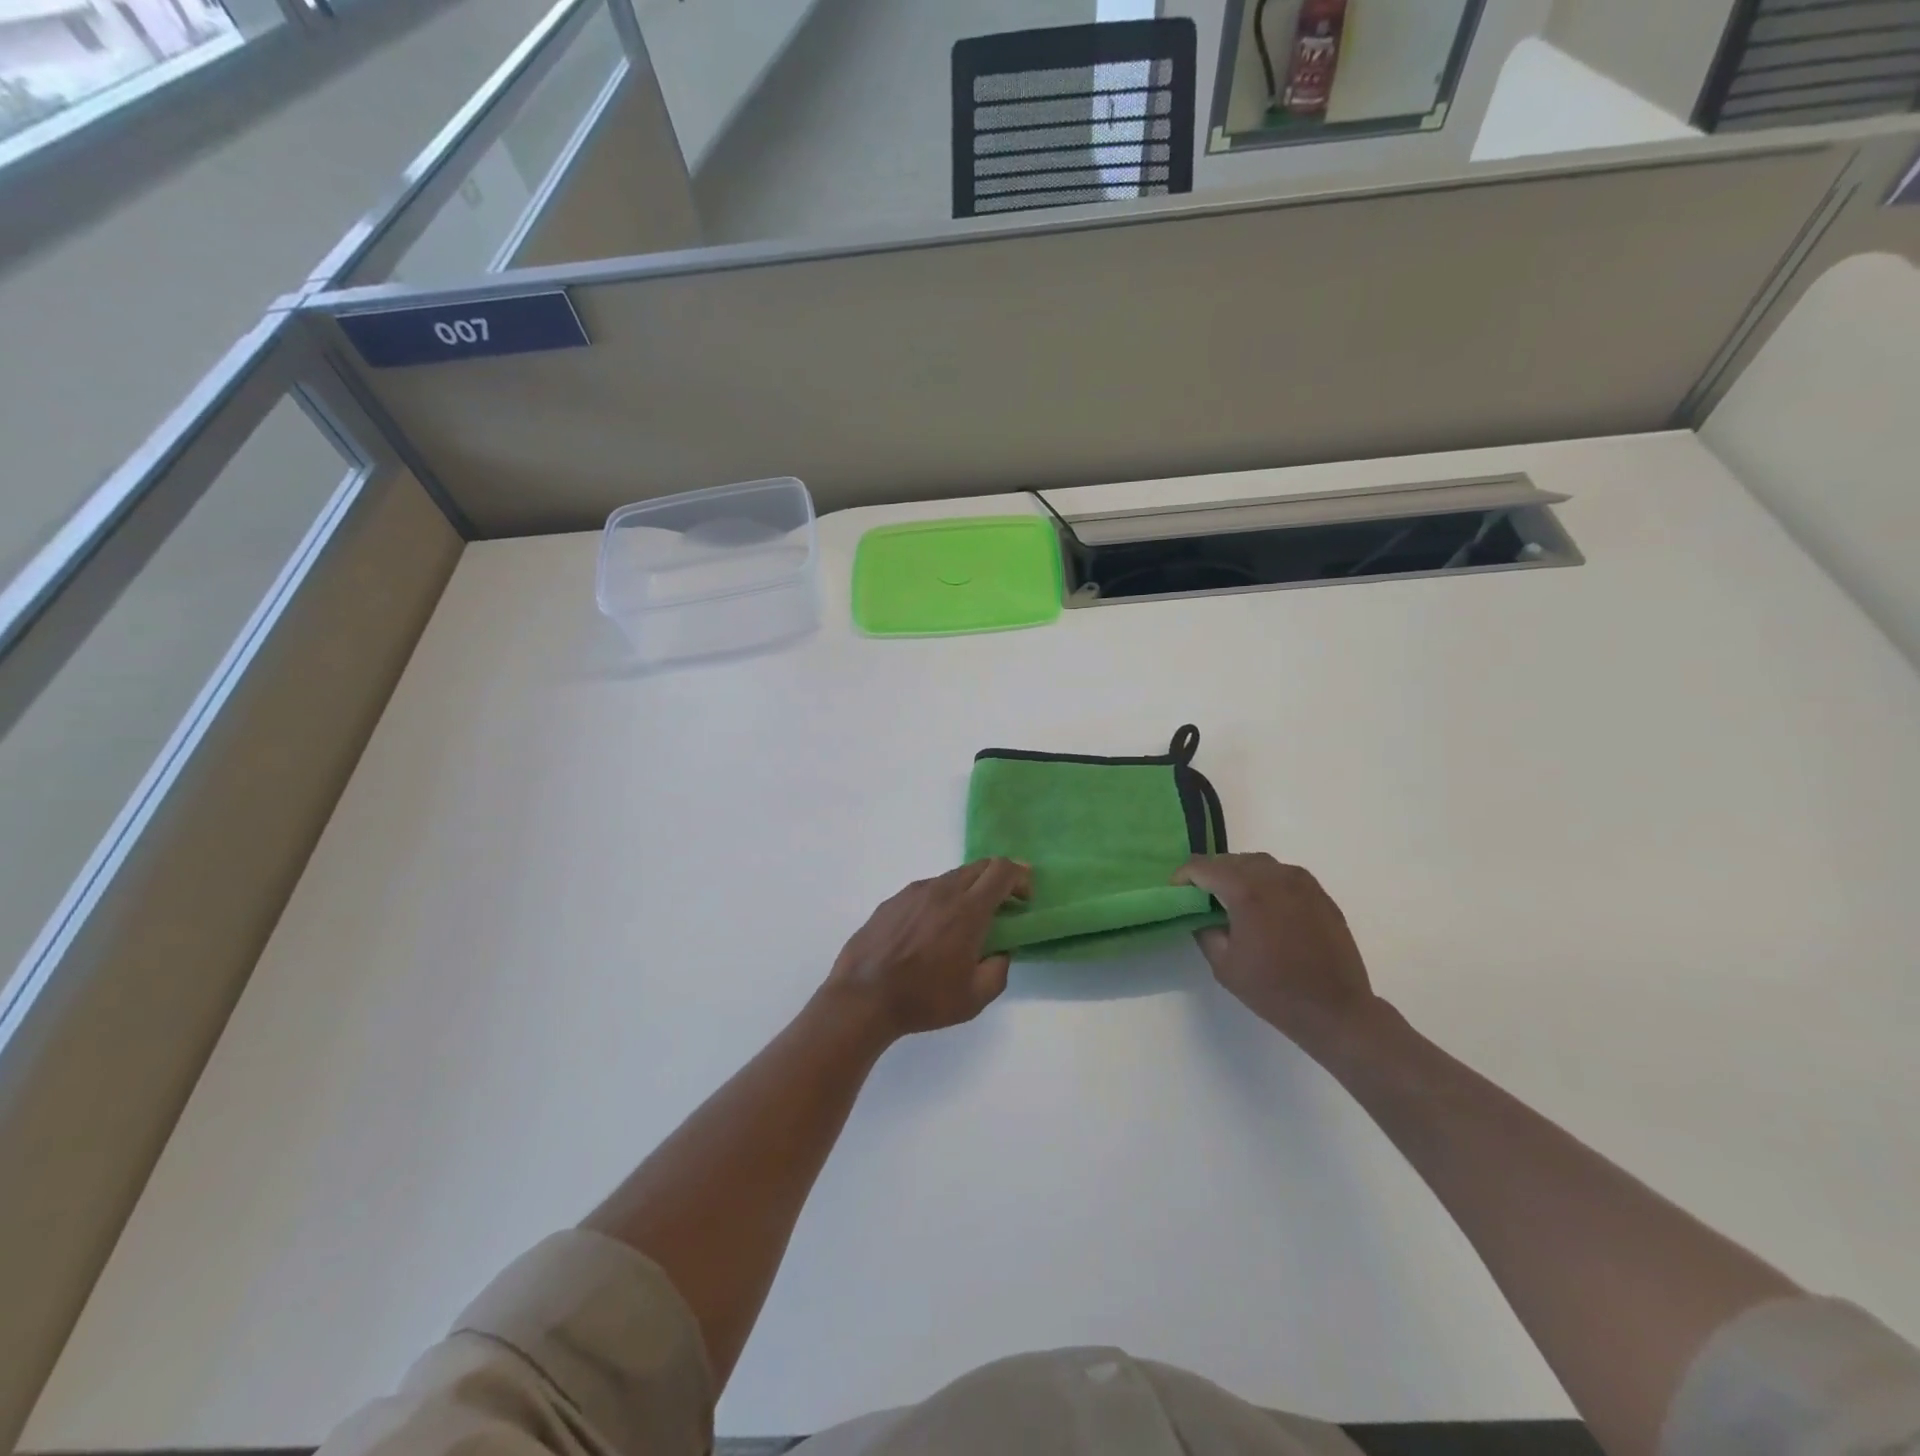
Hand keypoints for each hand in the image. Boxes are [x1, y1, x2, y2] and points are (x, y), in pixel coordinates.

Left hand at [825, 859, 1030, 1040]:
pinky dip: (940, 900)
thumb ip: (998, 970)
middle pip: (979, 866)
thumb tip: (1000, 952)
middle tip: (1003, 906)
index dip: (1020, 877)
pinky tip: (930, 930)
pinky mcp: (892, 900)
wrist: (862, 998)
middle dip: (998, 879)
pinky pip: (926, 890)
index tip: (1024, 898)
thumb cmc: (923, 999)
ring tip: (964, 923)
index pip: (1002, 870)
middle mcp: (942, 891)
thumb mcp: (974, 998)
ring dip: (968, 890)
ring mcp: (913, 892)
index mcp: (967, 910)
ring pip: (951, 877)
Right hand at [1174, 853, 1378, 1051]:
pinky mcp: (1320, 894)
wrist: (1336, 1010)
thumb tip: (1203, 915)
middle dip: (1211, 874)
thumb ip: (1205, 931)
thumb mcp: (1224, 965)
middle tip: (1202, 897)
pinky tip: (1264, 908)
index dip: (1184, 876)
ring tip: (1232, 900)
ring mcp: (1301, 882)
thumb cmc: (1274, 991)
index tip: (1177, 892)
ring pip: (1259, 863)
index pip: (1203, 867)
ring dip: (1239, 874)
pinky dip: (1266, 882)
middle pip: (1231, 860)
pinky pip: (1283, 875)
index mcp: (1247, 891)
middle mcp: (1275, 876)